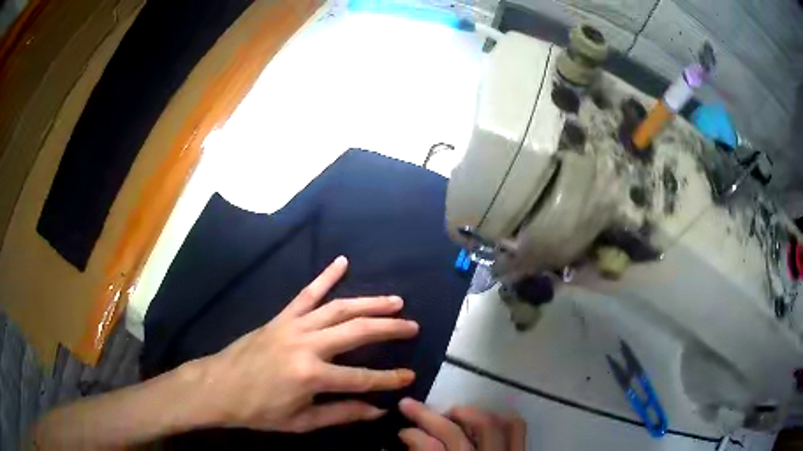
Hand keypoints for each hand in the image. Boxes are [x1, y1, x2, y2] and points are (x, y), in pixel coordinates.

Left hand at [193, 256, 418, 432]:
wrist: (218, 386)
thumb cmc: (259, 410)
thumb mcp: (302, 421)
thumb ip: (341, 414)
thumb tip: (378, 410)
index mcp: (311, 376)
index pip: (362, 378)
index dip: (389, 379)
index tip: (410, 376)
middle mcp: (307, 345)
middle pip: (357, 332)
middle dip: (389, 329)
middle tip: (412, 325)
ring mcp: (293, 325)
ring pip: (339, 307)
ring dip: (369, 303)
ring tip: (394, 301)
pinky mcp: (281, 316)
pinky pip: (307, 293)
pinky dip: (325, 276)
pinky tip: (342, 262)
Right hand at [398, 398, 525, 450]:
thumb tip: (410, 438)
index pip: (429, 448)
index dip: (412, 435)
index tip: (403, 430)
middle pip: (454, 433)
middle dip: (428, 416)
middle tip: (409, 405)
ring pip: (487, 424)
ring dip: (465, 413)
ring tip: (449, 412)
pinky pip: (517, 429)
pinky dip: (501, 418)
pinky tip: (485, 416)